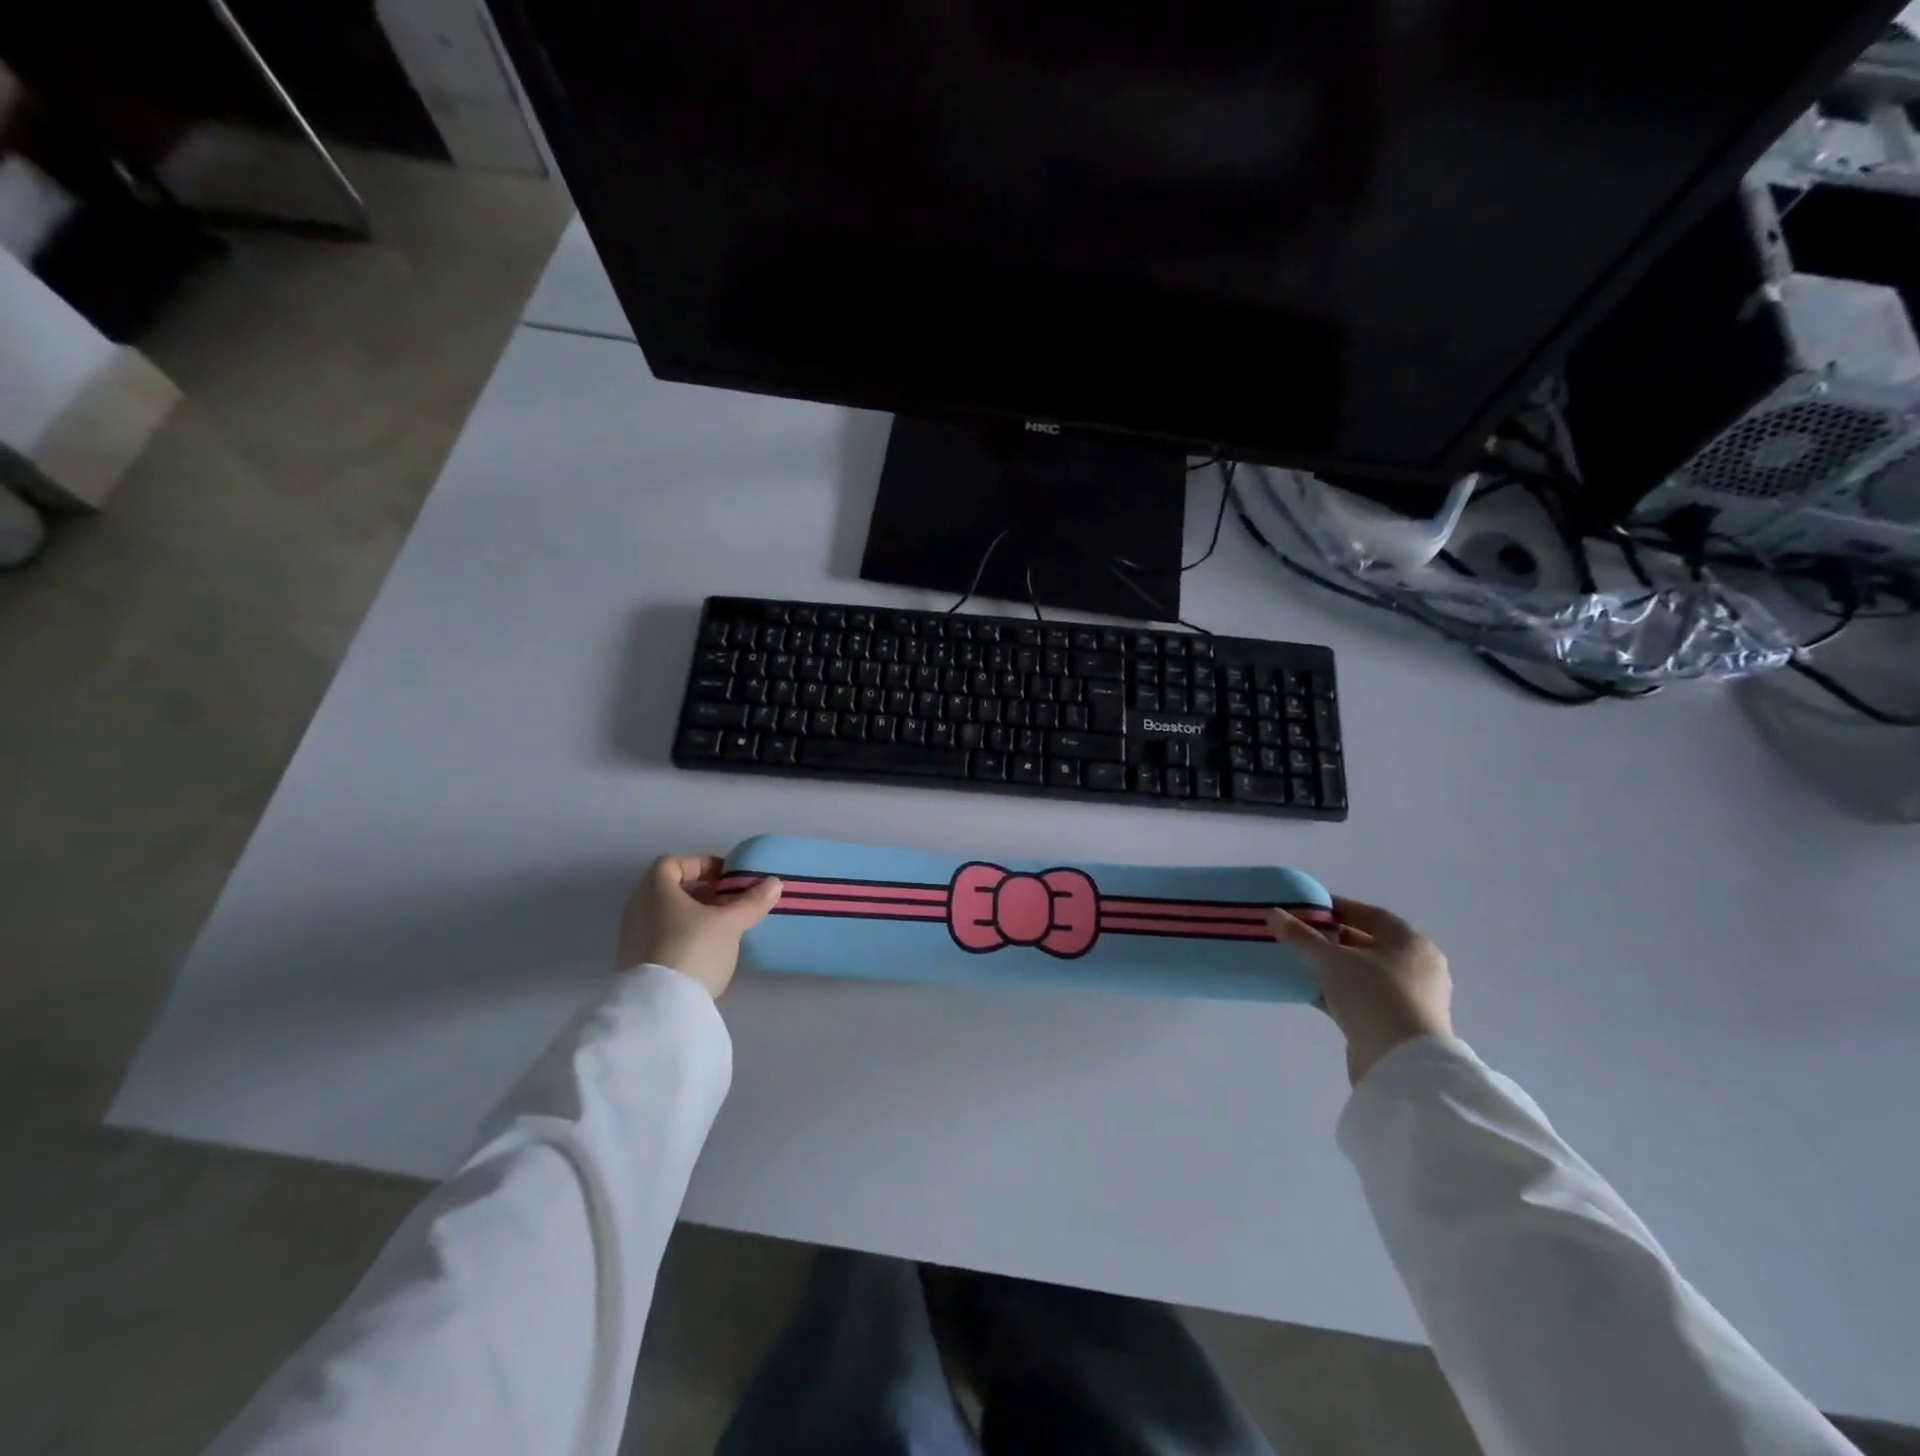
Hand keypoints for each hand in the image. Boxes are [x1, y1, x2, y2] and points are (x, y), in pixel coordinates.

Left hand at [616, 854, 782, 998]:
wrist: (659, 1008)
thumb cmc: (694, 949)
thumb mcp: (730, 923)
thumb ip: (751, 901)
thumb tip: (774, 883)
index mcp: (655, 889)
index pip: (672, 863)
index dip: (701, 864)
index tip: (726, 878)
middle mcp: (637, 907)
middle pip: (669, 889)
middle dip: (701, 892)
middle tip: (729, 902)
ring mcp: (631, 937)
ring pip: (665, 915)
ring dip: (693, 915)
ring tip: (722, 928)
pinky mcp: (634, 964)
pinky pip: (660, 937)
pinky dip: (682, 936)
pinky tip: (704, 952)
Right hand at [1266, 896, 1452, 1086]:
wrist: (1403, 1065)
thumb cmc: (1375, 997)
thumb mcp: (1332, 961)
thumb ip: (1301, 936)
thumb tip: (1272, 913)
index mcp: (1411, 944)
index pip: (1371, 915)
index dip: (1338, 909)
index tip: (1307, 909)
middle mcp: (1417, 968)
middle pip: (1367, 944)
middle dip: (1332, 938)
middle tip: (1299, 934)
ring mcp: (1409, 999)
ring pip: (1363, 973)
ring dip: (1333, 968)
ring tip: (1299, 962)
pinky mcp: (1396, 1025)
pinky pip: (1362, 998)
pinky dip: (1337, 992)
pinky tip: (1309, 991)